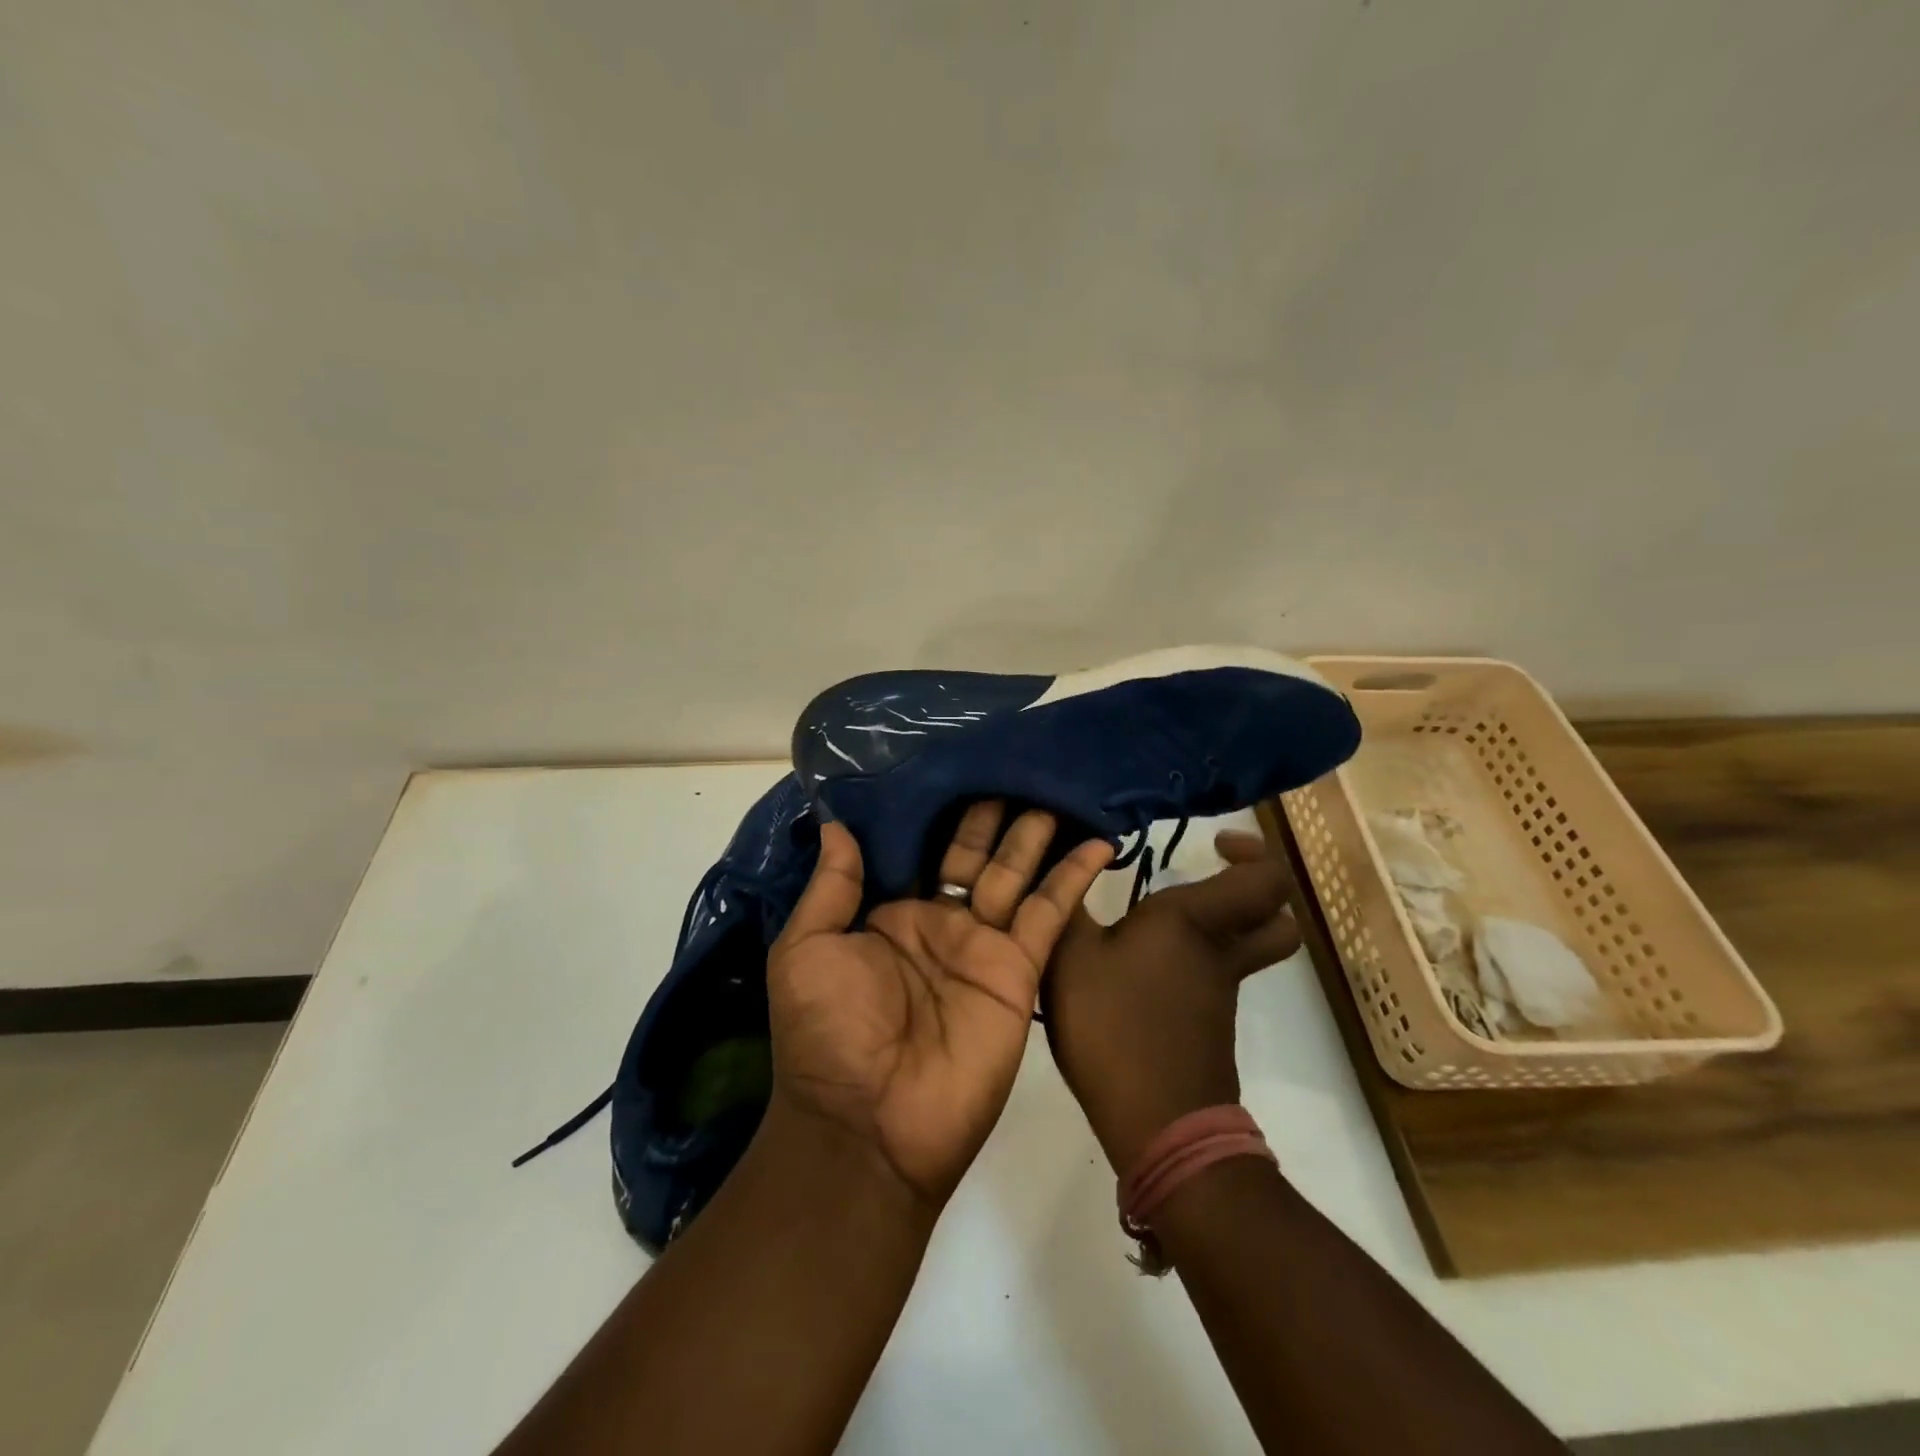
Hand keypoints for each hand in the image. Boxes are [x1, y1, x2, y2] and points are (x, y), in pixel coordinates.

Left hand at [766, 802, 1113, 1208]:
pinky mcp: (1019, 969)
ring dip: (1035, 834)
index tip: (955, 763)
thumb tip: (838, 821)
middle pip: (972, 853)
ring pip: (1015, 873)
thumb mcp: (806, 950)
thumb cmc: (825, 1033)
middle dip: (991, 813)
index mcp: (888, 914)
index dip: (936, 811)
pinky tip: (1096, 841)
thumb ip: (832, 886)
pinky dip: (1074, 877)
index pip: (918, 847)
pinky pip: (1050, 912)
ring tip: (1054, 788)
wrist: (869, 1127)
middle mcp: (938, 922)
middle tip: (1014, 763)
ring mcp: (982, 945)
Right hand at [1043, 830, 1300, 1173]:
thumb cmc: (1114, 1025)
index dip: (1253, 852)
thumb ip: (1063, 907)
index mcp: (1194, 920)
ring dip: (1224, 925)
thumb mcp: (1070, 957)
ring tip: (1160, 917)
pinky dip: (1197, 961)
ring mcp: (1219, 991)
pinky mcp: (1208, 1024)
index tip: (1213, 843)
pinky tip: (1141, 966)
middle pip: (1275, 918)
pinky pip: (1217, 976)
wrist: (1158, 1124)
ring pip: (1248, 947)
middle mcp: (1219, 950)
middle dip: (1254, 890)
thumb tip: (1057, 862)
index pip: (1266, 878)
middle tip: (1209, 875)